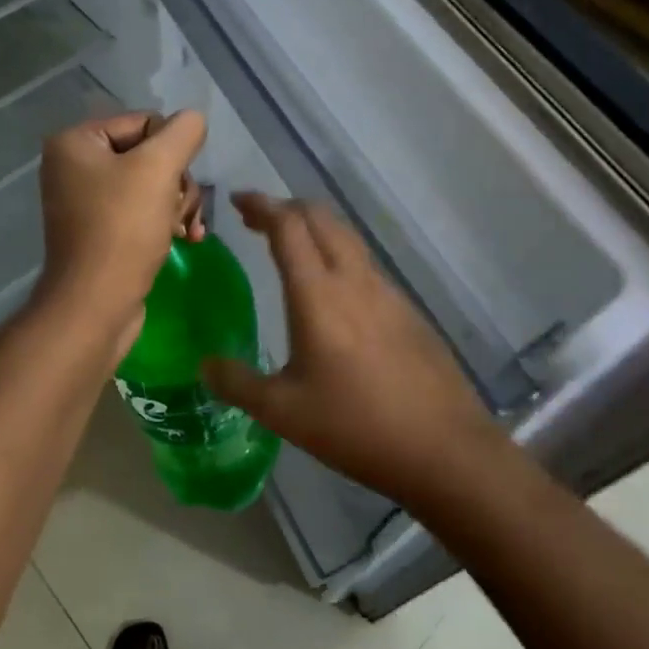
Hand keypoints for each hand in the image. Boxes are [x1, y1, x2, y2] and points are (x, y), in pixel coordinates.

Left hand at [34, 110, 207, 357]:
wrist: (95, 306)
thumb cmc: (123, 230)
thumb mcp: (158, 169)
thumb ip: (182, 133)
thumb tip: (193, 119)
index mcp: (76, 142)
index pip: (145, 123)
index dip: (172, 150)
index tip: (179, 183)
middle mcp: (75, 166)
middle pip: (150, 155)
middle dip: (177, 182)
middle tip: (183, 211)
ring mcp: (86, 200)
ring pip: (153, 184)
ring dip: (178, 204)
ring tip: (187, 230)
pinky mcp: (100, 230)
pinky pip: (142, 210)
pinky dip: (165, 221)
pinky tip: (185, 239)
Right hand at [204, 192, 500, 508]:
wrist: (444, 448)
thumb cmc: (356, 426)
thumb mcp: (284, 412)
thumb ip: (238, 383)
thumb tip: (205, 364)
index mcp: (318, 294)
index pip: (287, 226)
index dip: (261, 205)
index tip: (237, 200)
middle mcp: (353, 279)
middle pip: (320, 218)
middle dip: (286, 208)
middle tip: (257, 221)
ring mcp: (386, 291)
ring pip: (346, 236)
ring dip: (314, 229)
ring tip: (290, 248)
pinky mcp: (407, 309)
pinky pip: (364, 263)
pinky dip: (338, 254)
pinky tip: (331, 291)